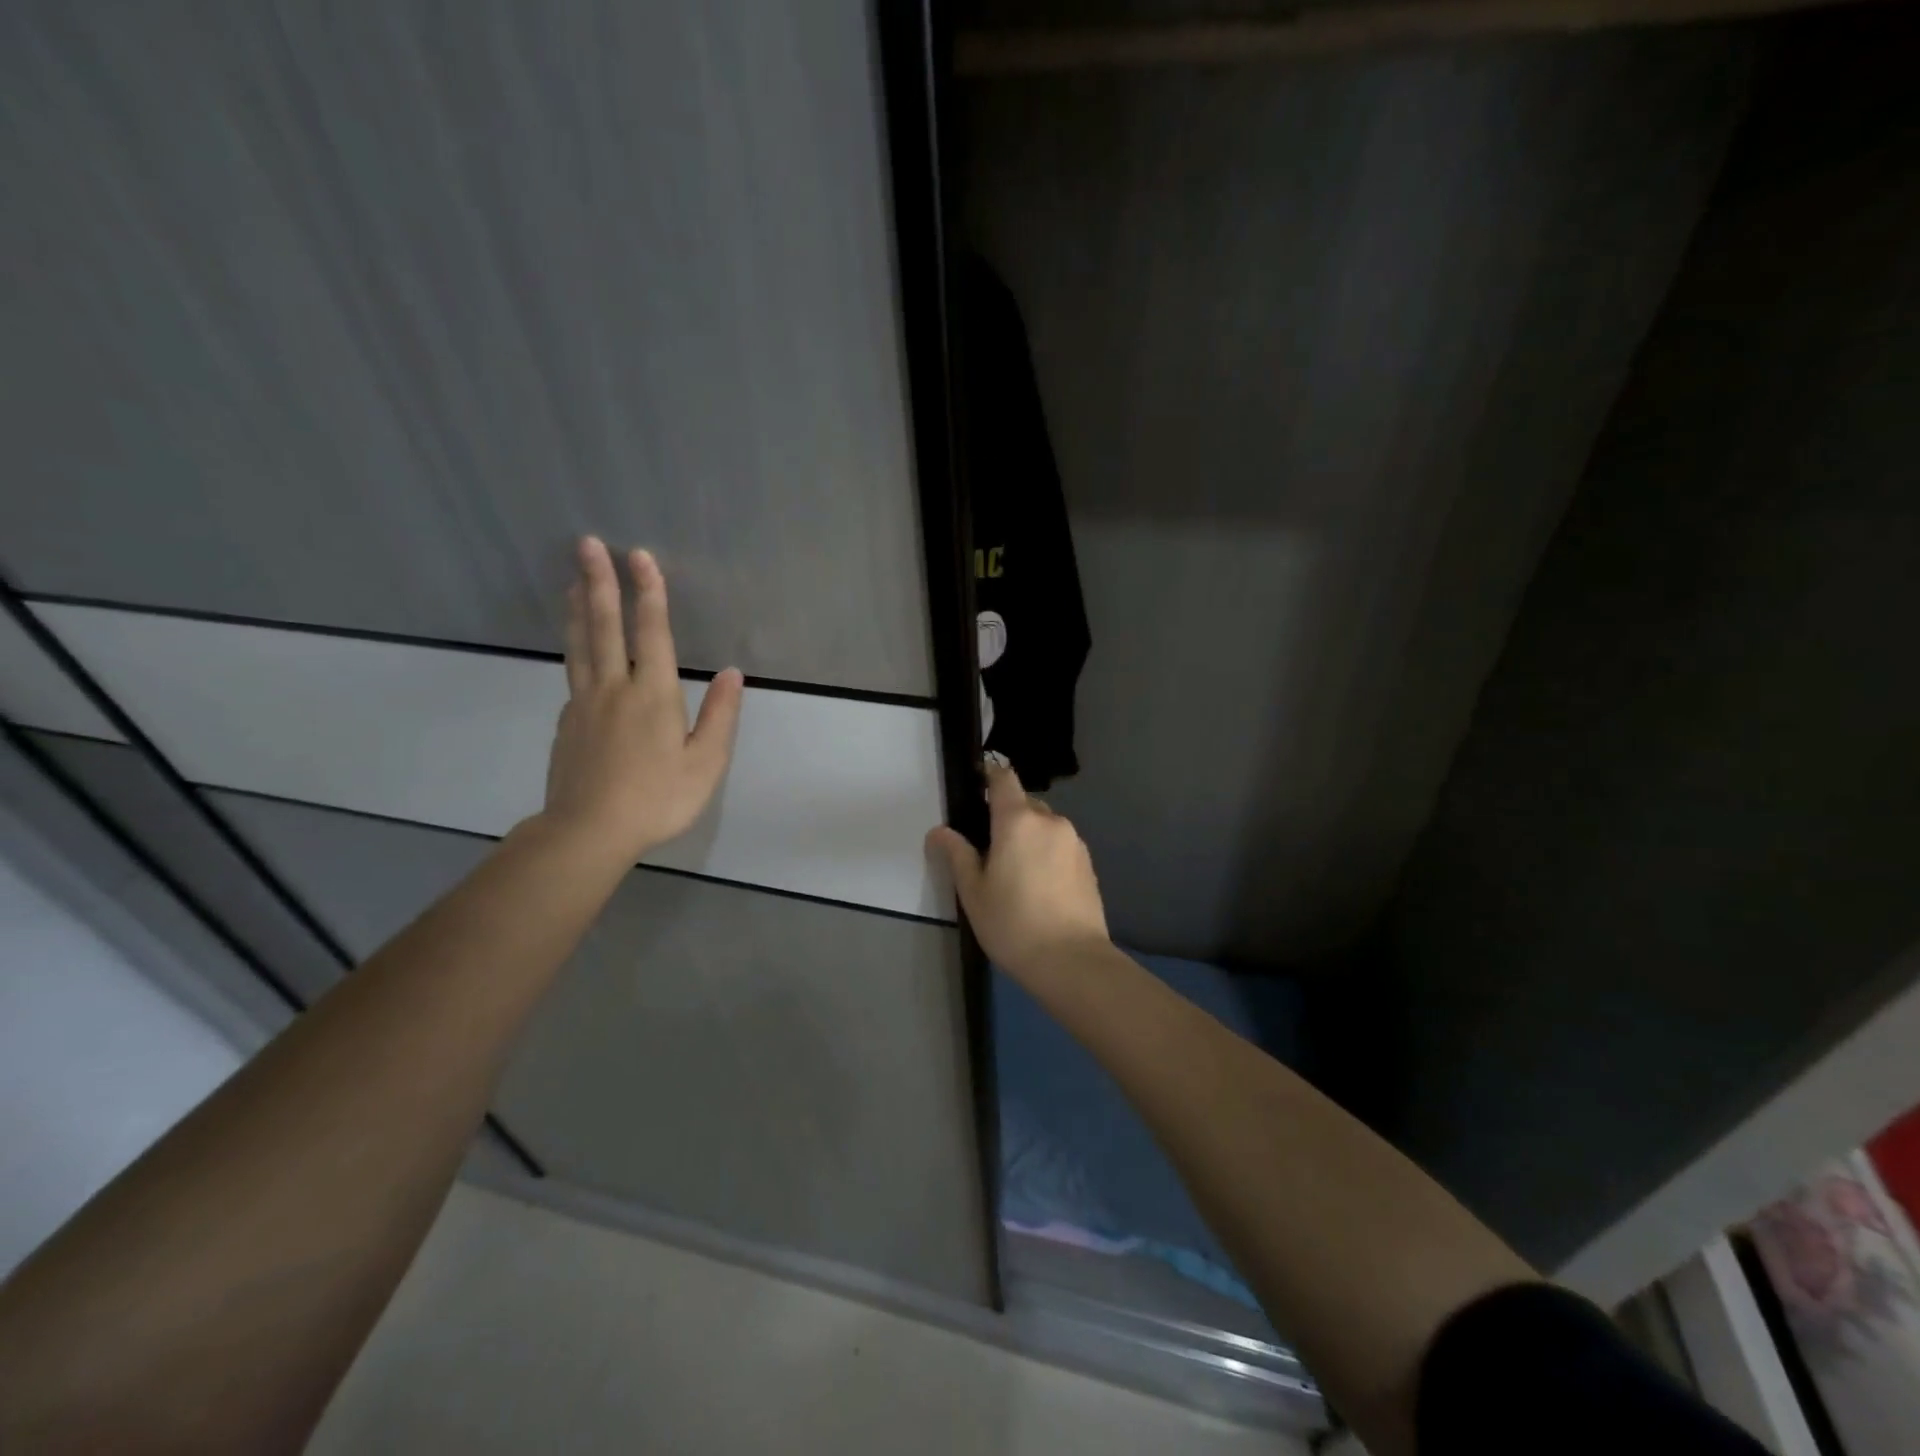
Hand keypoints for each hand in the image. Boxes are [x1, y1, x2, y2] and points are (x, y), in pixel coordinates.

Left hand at [540, 536, 742, 862]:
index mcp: (653, 695)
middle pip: (605, 626)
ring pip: (580, 645)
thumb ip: (719, 716)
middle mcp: (614, 689)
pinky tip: (579, 648)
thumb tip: (731, 674)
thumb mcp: (705, 763)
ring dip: (579, 607)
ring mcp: (584, 704)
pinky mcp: (567, 723)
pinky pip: (573, 674)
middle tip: (586, 543)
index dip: (649, 593)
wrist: (588, 832)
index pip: (652, 633)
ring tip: (574, 579)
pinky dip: (575, 648)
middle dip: (600, 582)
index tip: (640, 556)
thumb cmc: (657, 799)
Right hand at [927, 764, 1110, 980]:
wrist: (1072, 961)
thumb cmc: (1013, 924)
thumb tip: (938, 831)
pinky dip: (1047, 854)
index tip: (977, 788)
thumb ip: (957, 855)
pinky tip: (1039, 886)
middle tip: (989, 849)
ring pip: (1045, 826)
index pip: (1004, 779)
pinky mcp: (1088, 864)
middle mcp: (1050, 821)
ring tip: (1015, 873)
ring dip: (1029, 837)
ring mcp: (1074, 842)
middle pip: (1025, 804)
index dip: (990, 777)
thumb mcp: (973, 892)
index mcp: (1018, 821)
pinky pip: (1061, 846)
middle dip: (1007, 817)